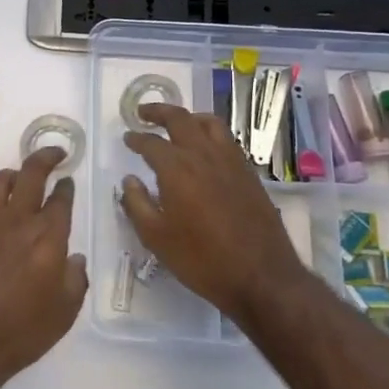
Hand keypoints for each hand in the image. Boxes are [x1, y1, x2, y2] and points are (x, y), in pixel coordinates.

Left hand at [0, 148, 86, 388]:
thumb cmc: (21, 331)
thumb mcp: (64, 313)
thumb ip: (75, 279)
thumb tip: (74, 257)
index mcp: (48, 236)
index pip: (61, 198)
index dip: (66, 186)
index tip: (68, 179)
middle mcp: (18, 219)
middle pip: (32, 173)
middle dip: (46, 157)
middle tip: (54, 153)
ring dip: (12, 174)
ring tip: (18, 177)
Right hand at [121, 104, 310, 323]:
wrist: (261, 277)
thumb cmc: (202, 259)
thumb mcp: (156, 238)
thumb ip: (137, 204)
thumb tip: (129, 180)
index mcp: (176, 168)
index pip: (151, 143)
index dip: (136, 138)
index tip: (128, 137)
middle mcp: (203, 155)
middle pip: (180, 119)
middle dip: (158, 111)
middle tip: (143, 113)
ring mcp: (231, 161)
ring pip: (209, 123)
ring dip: (188, 117)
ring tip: (177, 123)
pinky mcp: (249, 172)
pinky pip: (226, 139)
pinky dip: (210, 133)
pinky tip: (206, 148)